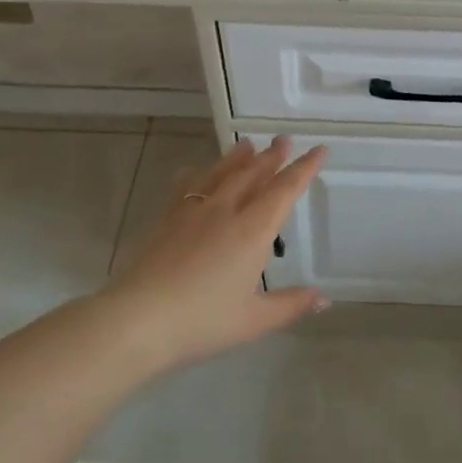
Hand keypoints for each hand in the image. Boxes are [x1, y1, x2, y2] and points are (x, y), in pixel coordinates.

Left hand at [104, 137, 328, 371]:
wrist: (138, 319)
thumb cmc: (202, 321)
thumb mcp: (253, 320)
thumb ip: (290, 305)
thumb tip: (324, 299)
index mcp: (252, 231)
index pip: (284, 190)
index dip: (304, 169)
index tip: (319, 150)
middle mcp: (225, 211)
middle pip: (252, 174)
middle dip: (272, 157)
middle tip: (284, 141)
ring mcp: (192, 212)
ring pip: (220, 174)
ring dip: (237, 158)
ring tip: (247, 145)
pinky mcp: (167, 219)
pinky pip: (187, 187)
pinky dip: (197, 174)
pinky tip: (194, 171)